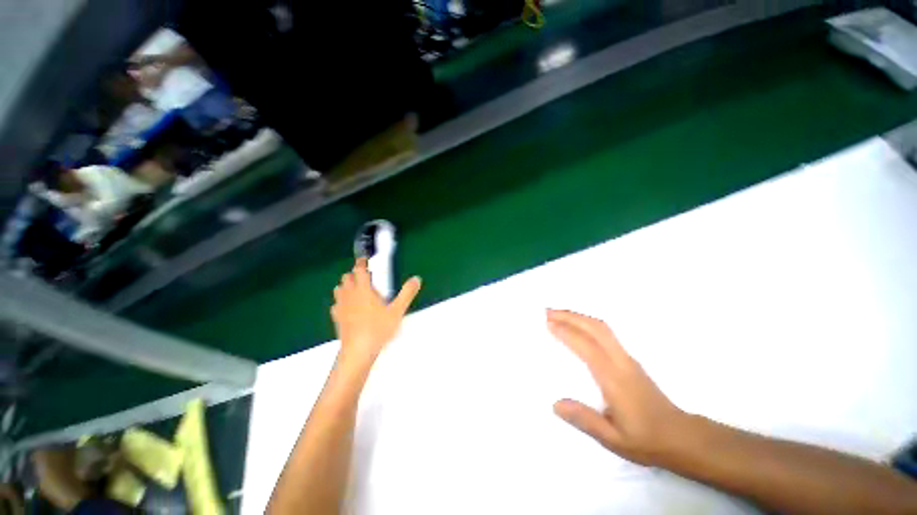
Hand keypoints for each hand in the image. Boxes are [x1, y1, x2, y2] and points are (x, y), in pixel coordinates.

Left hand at [331, 258, 421, 364]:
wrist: (358, 350)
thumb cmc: (378, 328)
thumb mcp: (397, 310)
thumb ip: (407, 293)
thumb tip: (417, 278)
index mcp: (363, 290)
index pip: (359, 270)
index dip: (361, 263)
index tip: (365, 260)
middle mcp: (349, 294)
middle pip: (347, 277)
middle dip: (355, 274)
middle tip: (367, 279)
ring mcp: (341, 306)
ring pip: (339, 289)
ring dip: (347, 286)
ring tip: (358, 292)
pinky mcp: (336, 317)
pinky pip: (336, 304)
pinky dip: (342, 301)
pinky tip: (350, 308)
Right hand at [548, 309, 688, 465]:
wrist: (681, 437)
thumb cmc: (646, 440)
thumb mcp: (614, 439)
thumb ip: (584, 420)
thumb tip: (555, 403)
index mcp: (614, 379)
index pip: (587, 347)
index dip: (566, 332)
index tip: (547, 323)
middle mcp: (621, 362)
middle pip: (595, 328)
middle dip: (570, 316)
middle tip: (548, 311)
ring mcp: (628, 358)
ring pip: (602, 327)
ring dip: (579, 317)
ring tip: (558, 314)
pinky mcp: (630, 359)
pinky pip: (606, 333)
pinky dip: (588, 323)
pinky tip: (578, 326)